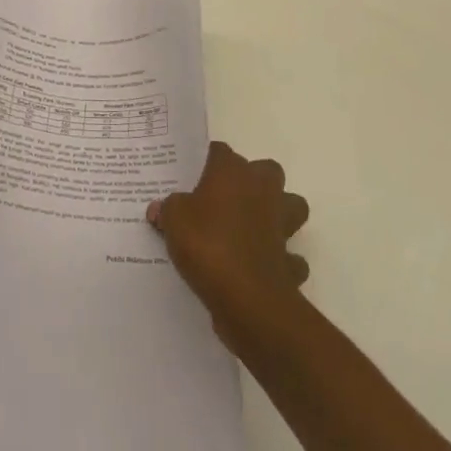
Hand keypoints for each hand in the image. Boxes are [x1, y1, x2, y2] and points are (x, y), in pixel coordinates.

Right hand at [148, 141, 309, 343]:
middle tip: (226, 198)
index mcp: (233, 172)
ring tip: (251, 228)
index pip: (220, 151)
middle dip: (253, 181)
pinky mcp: (290, 261)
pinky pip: (290, 257)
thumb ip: (168, 208)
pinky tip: (260, 267)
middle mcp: (262, 190)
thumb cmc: (207, 244)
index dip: (207, 162)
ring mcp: (281, 225)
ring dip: (278, 215)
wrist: (247, 299)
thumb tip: (159, 208)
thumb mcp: (173, 220)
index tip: (192, 176)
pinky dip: (281, 261)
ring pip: (291, 207)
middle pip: (266, 171)